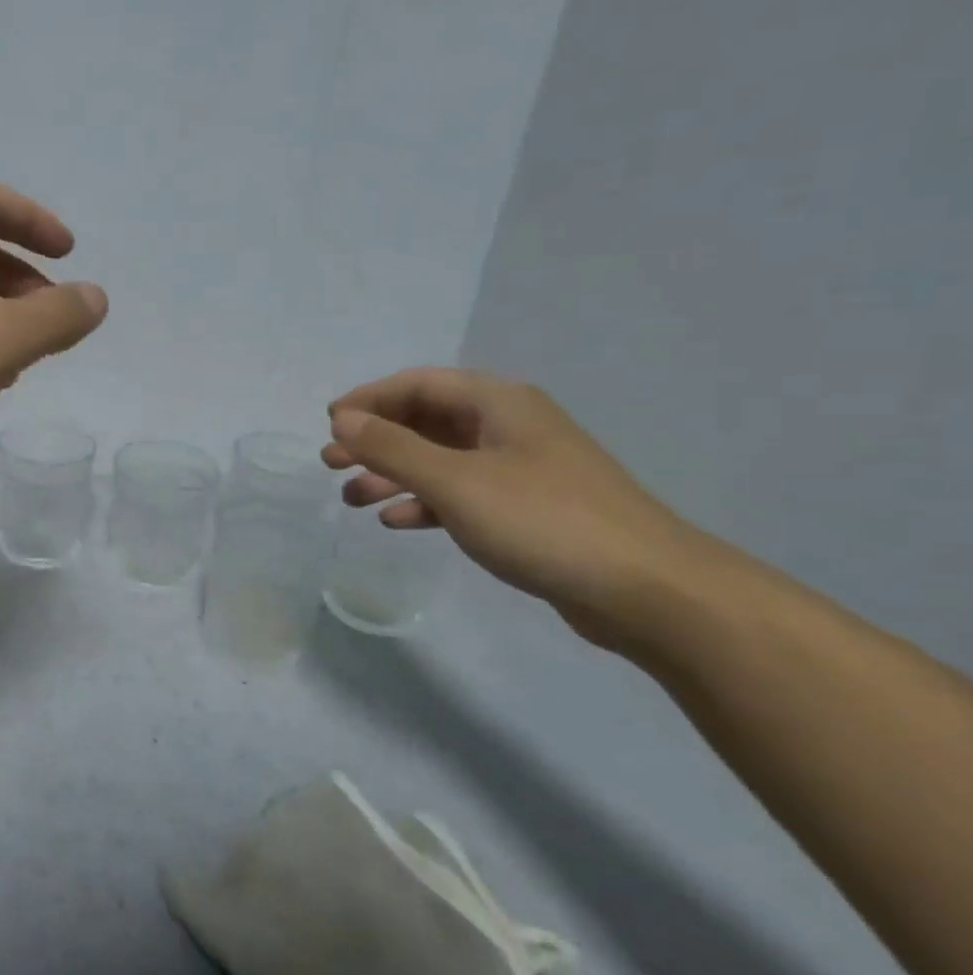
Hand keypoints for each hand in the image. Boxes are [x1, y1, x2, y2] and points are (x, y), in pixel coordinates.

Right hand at [324, 369, 701, 646]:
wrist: (647, 590)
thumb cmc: (543, 520)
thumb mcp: (455, 481)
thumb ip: (392, 448)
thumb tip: (341, 420)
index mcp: (497, 404)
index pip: (417, 385)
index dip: (367, 400)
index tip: (328, 425)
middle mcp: (508, 427)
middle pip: (425, 421)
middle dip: (374, 440)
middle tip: (330, 463)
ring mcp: (519, 469)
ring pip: (439, 460)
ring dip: (392, 475)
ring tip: (351, 498)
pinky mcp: (526, 509)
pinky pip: (460, 494)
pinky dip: (424, 503)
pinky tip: (397, 522)